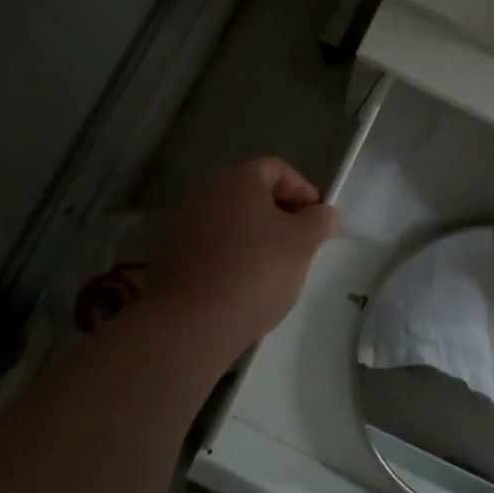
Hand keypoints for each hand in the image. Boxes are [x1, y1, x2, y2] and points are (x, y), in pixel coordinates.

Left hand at [146, 157, 338, 354]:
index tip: (317, 220)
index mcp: (238, 177)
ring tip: (272, 268)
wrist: (190, 323)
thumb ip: (320, 221)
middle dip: (279, 214)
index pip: (278, 169)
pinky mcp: (168, 254)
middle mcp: (206, 190)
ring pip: (230, 219)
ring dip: (253, 235)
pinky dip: (229, 255)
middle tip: (299, 244)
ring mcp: (182, 221)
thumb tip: (325, 213)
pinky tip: (241, 284)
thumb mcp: (303, 244)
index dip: (303, 190)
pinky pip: (210, 244)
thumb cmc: (255, 271)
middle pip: (251, 192)